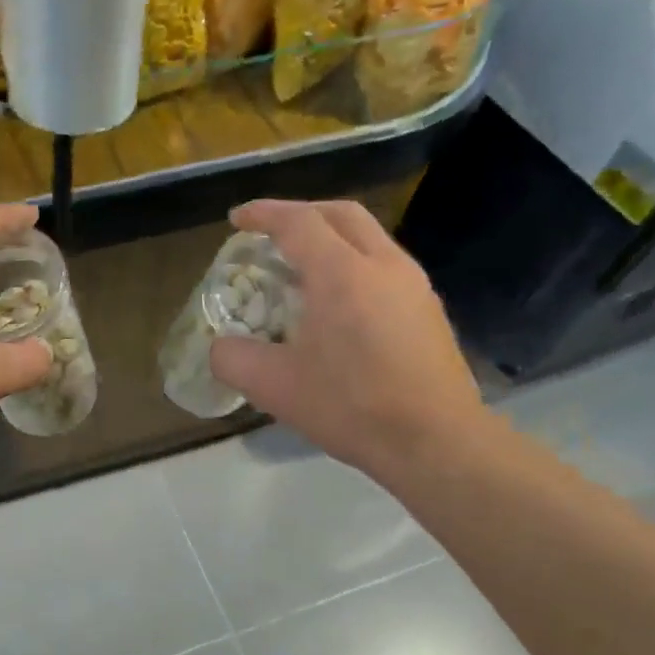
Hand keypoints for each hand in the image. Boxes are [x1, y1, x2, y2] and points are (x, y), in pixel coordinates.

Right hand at [209, 199, 486, 480]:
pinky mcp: (428, 310)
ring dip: (331, 239)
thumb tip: (220, 347)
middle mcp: (383, 265)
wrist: (435, 441)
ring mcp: (414, 286)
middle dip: (301, 213)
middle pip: (341, 215)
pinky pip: (384, 266)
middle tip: (271, 233)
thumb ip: (232, 359)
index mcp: (342, 273)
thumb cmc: (351, 406)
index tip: (237, 219)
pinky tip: (339, 304)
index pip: (298, 222)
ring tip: (302, 268)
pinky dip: (353, 264)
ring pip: (369, 238)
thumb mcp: (273, 387)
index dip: (263, 214)